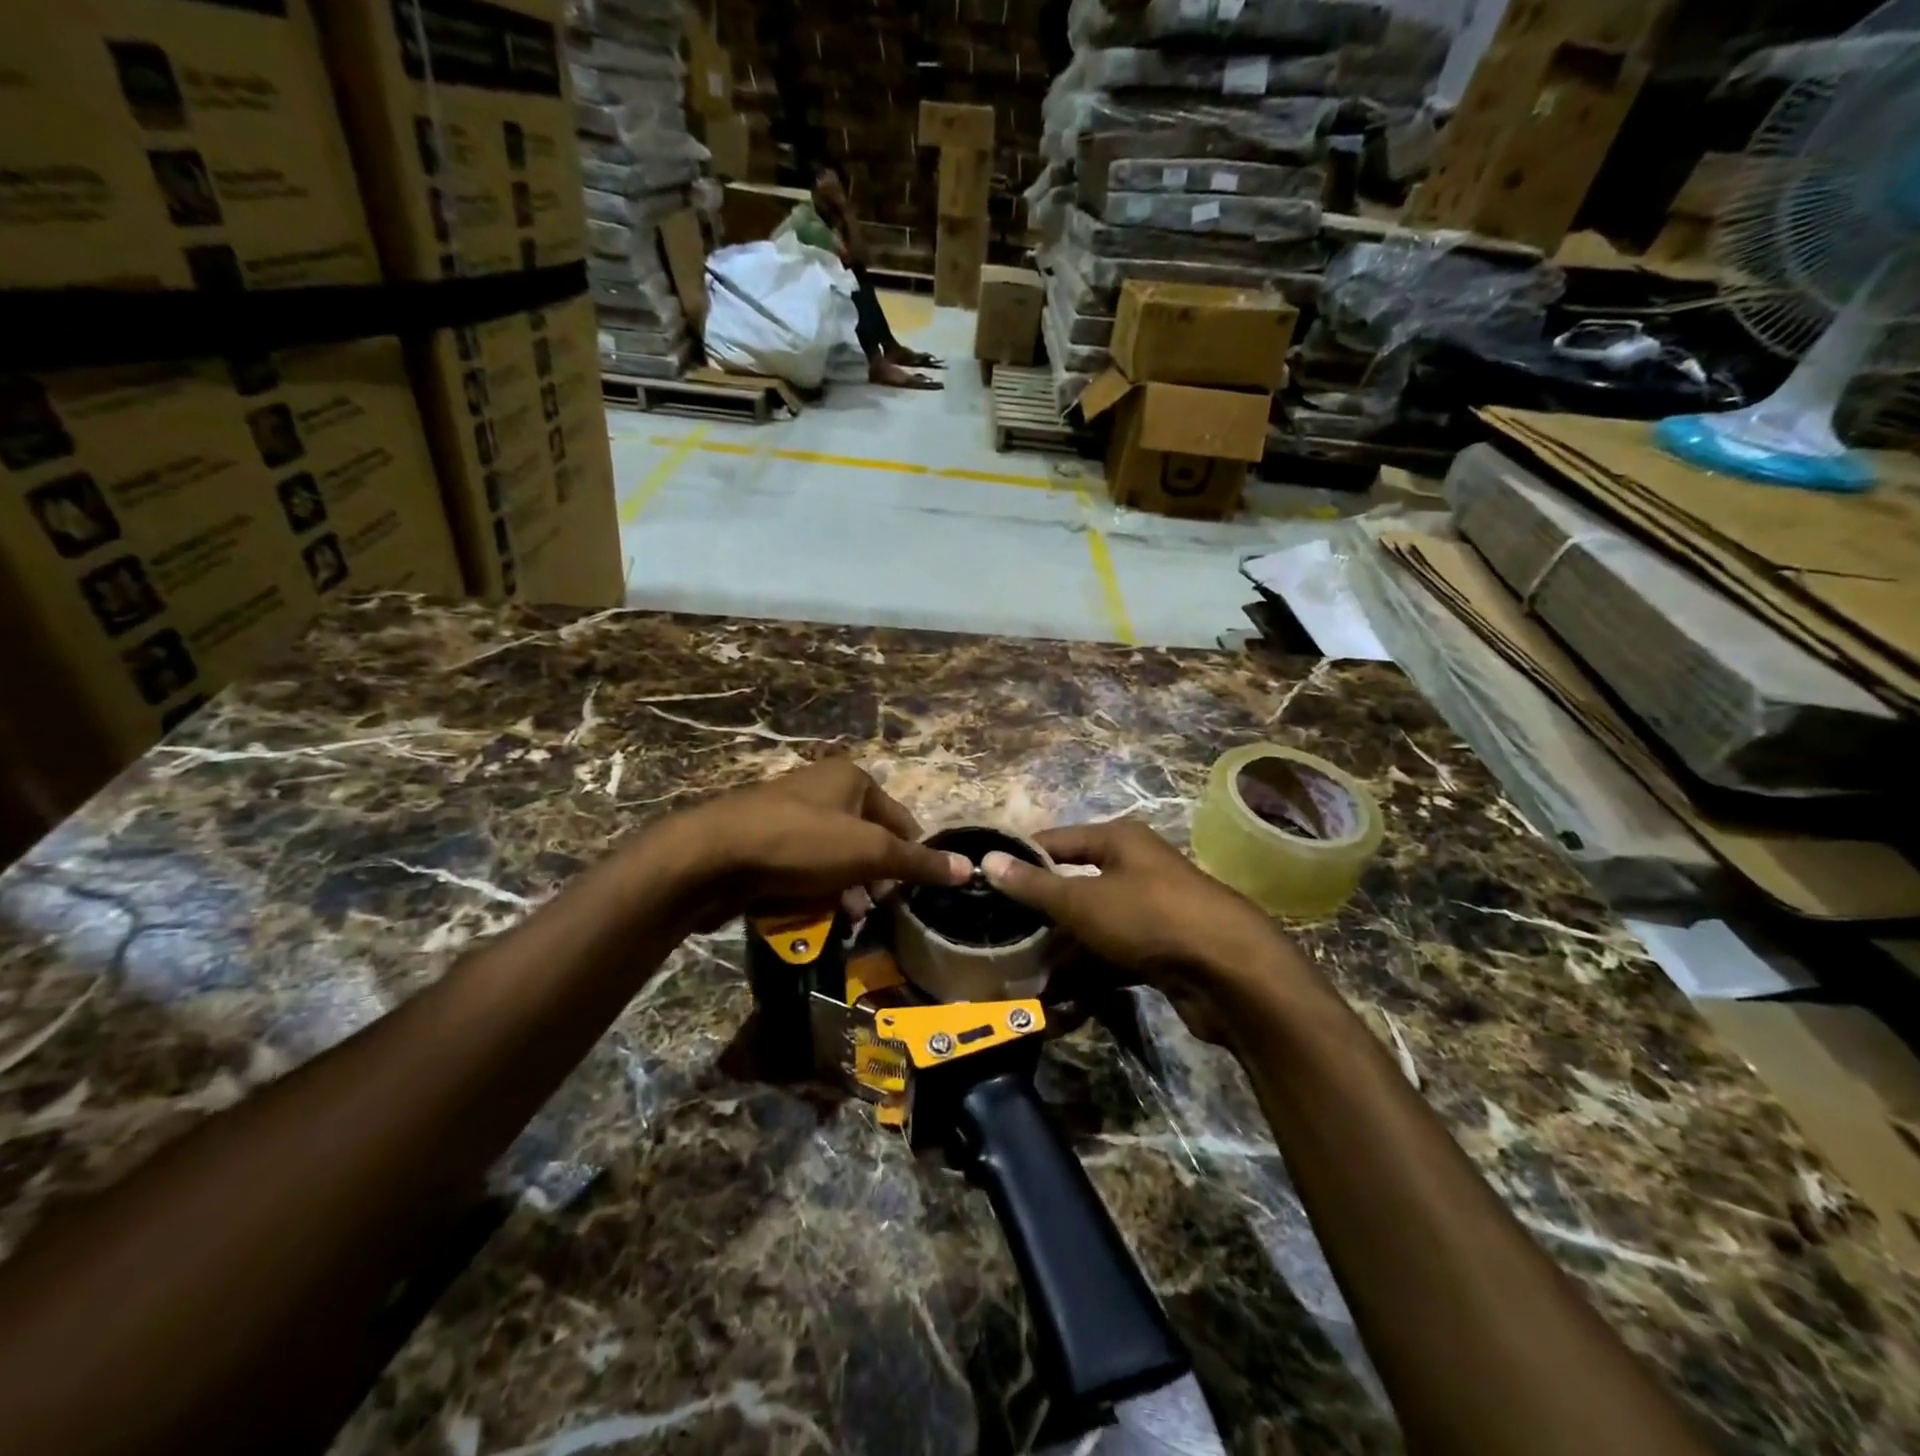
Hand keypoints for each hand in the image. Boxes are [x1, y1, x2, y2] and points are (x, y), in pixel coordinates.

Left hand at [670, 759, 969, 926]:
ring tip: (847, 919)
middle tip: (877, 911)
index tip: (912, 894)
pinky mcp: (765, 844)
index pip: (901, 820)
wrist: (712, 858)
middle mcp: (822, 790)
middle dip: (875, 879)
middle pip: (868, 840)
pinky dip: (815, 892)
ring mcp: (790, 816)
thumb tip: (970, 868)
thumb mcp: (869, 852)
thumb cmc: (800, 843)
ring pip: (835, 859)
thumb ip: (918, 862)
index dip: (911, 857)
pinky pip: (804, 869)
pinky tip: (815, 916)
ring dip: (846, 890)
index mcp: (851, 778)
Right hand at [981, 820, 1298, 1041]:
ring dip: (1060, 952)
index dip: (1020, 860)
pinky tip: (1059, 998)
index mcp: (1118, 840)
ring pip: (1091, 927)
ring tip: (1022, 976)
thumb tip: (986, 859)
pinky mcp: (1160, 949)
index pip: (1055, 842)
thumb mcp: (1083, 900)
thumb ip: (1034, 885)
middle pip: (1073, 886)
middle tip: (1000, 937)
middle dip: (1039, 916)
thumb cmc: (1150, 917)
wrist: (1231, 972)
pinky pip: (1111, 956)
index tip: (983, 883)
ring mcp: (1149, 910)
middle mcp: (1134, 868)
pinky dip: (1087, 973)